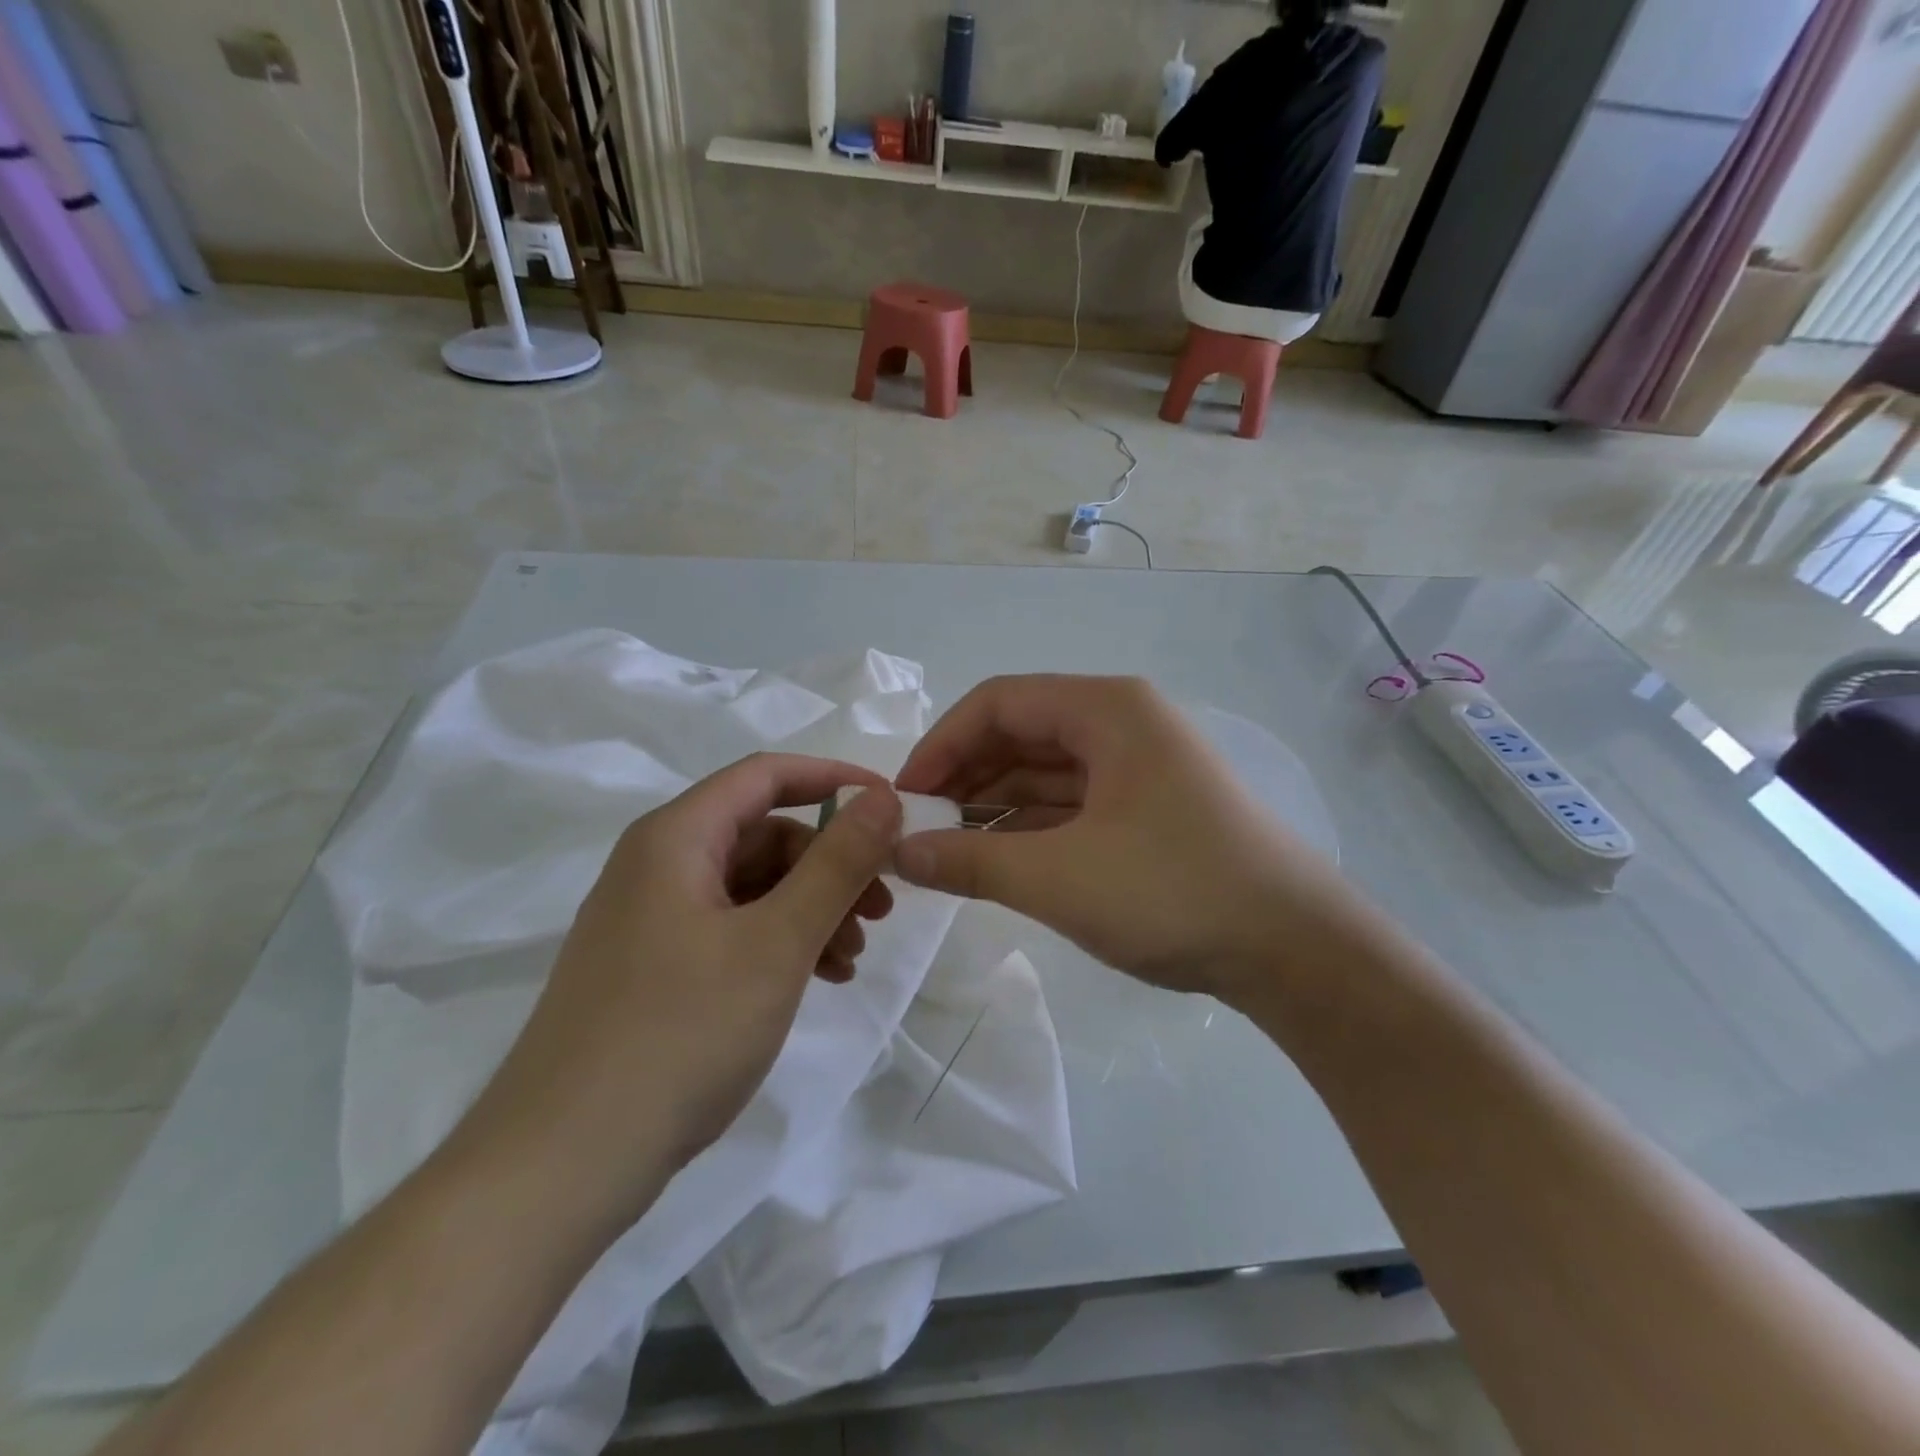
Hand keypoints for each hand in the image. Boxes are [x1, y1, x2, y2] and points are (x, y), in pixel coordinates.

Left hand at [457, 755, 901, 1227]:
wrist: (560, 1168)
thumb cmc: (678, 1035)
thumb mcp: (776, 943)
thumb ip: (837, 864)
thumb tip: (883, 797)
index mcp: (675, 838)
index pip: (766, 775)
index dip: (834, 780)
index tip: (892, 806)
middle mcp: (657, 866)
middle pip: (763, 835)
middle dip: (830, 863)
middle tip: (881, 908)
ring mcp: (651, 921)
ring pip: (752, 887)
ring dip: (812, 909)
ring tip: (852, 958)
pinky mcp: (653, 970)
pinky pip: (732, 930)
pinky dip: (781, 943)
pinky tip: (818, 979)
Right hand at [894, 676, 1362, 1003]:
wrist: (1295, 950)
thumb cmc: (1173, 891)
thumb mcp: (1058, 878)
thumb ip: (969, 862)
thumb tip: (900, 854)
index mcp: (1107, 710)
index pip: (999, 703)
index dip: (941, 744)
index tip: (905, 797)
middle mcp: (1123, 724)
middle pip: (1021, 733)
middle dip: (965, 777)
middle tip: (920, 828)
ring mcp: (1140, 767)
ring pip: (1046, 771)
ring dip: (994, 805)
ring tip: (947, 849)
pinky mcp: (1150, 809)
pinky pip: (1072, 803)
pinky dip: (1030, 826)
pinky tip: (997, 859)